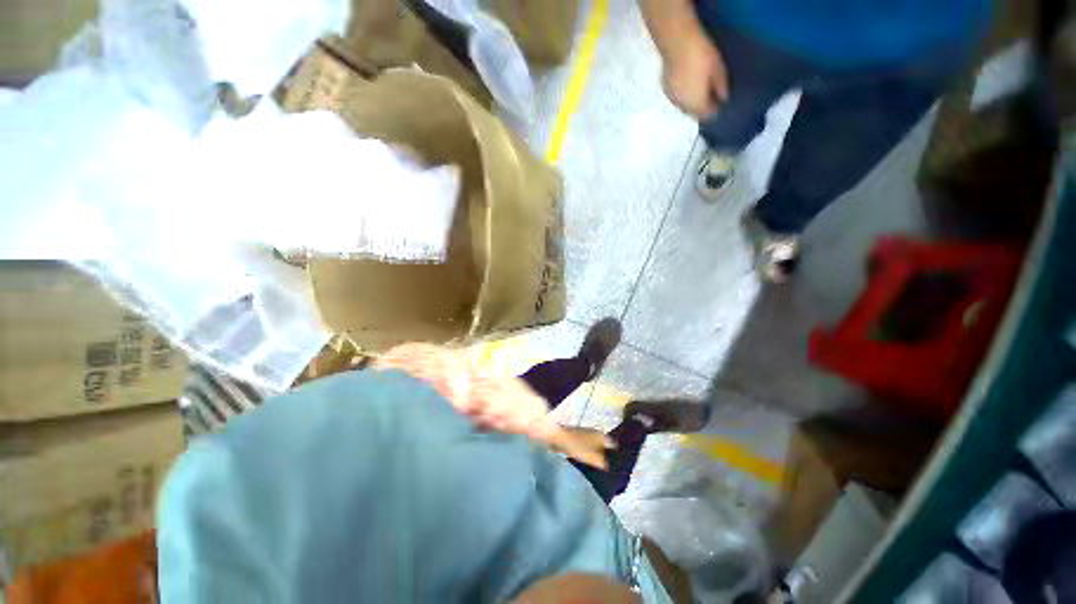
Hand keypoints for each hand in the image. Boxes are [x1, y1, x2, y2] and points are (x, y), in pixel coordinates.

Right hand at [661, 32, 728, 119]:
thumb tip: (722, 97)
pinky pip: (676, 94)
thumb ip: (721, 89)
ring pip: (683, 104)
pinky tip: (689, 80)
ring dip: (692, 99)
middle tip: (712, 93)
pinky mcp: (663, 81)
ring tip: (700, 86)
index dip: (716, 109)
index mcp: (696, 104)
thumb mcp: (719, 73)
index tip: (721, 100)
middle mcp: (680, 103)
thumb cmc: (702, 56)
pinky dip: (683, 91)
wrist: (676, 37)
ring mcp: (670, 92)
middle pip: (693, 112)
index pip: (708, 116)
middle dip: (702, 106)